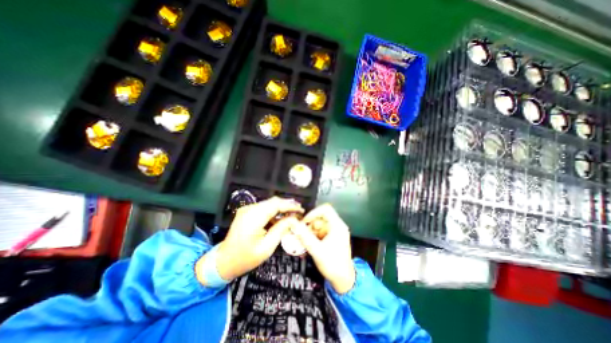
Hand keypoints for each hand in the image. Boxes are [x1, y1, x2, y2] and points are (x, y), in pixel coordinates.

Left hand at [214, 198, 301, 281]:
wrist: (224, 262)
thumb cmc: (245, 258)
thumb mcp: (266, 247)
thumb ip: (281, 230)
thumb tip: (294, 219)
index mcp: (253, 217)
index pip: (276, 204)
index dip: (290, 205)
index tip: (301, 209)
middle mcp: (250, 209)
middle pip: (273, 202)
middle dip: (287, 205)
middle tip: (299, 212)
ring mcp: (247, 210)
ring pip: (269, 204)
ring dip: (281, 208)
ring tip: (292, 215)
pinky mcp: (247, 213)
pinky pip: (264, 208)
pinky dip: (274, 212)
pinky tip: (280, 218)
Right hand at [291, 203, 355, 294]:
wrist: (343, 280)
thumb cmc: (333, 265)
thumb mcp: (317, 250)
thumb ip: (304, 236)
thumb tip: (293, 224)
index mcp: (337, 226)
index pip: (325, 209)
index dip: (314, 213)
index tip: (304, 222)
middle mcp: (337, 226)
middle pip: (320, 218)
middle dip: (310, 226)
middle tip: (301, 235)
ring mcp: (335, 232)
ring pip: (318, 225)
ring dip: (310, 232)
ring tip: (304, 242)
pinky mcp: (332, 238)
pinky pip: (319, 232)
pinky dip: (313, 237)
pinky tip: (308, 245)